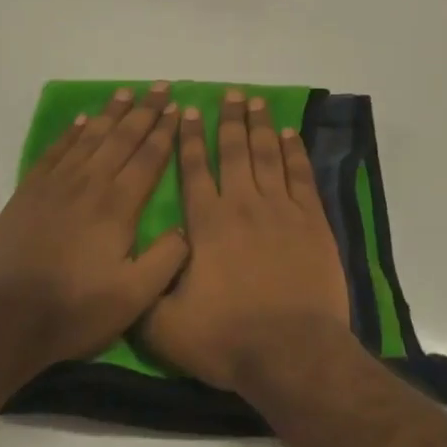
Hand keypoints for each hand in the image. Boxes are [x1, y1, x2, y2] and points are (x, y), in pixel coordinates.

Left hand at [0, 85, 188, 371]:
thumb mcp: (135, 296)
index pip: (149, 157)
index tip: (177, 107)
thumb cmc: (76, 309)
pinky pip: (56, 151)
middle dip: (145, 110)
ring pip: (90, 137)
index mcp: (119, 205)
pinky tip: (82, 121)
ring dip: (111, 113)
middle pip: (123, 137)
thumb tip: (186, 229)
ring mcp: (56, 185)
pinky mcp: (29, 192)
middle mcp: (90, 183)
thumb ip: (167, 259)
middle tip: (161, 86)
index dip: (165, 131)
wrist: (6, 318)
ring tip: (127, 92)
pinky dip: (71, 133)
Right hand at [139, 90, 352, 392]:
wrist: (291, 352)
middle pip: (234, 151)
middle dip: (229, 119)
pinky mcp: (312, 221)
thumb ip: (146, 289)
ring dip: (261, 125)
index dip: (190, 138)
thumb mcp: (165, 326)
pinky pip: (301, 175)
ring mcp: (281, 210)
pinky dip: (295, 152)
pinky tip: (290, 135)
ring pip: (268, 155)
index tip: (189, 111)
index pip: (194, 169)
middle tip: (229, 93)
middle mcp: (242, 205)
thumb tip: (134, 263)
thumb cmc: (227, 338)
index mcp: (206, 224)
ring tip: (256, 102)